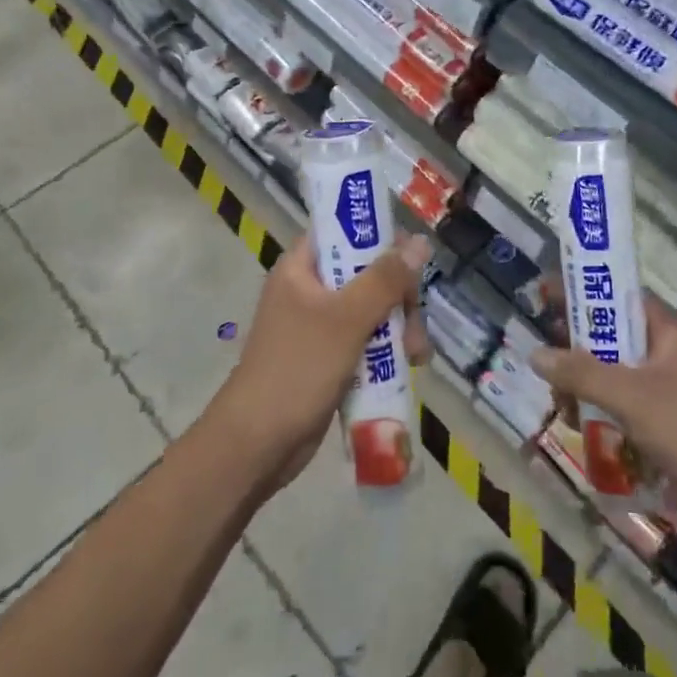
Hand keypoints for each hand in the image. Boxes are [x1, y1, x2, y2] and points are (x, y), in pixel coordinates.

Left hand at [206, 232, 431, 493]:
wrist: (258, 444)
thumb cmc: (298, 368)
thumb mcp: (347, 318)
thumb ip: (385, 279)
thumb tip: (419, 242)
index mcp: (301, 268)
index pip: (343, 232)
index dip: (379, 238)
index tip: (411, 259)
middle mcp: (309, 290)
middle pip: (366, 273)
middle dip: (399, 295)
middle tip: (416, 321)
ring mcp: (318, 325)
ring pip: (371, 309)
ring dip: (400, 326)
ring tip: (417, 356)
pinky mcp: (328, 357)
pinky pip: (366, 340)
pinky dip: (387, 349)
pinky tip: (409, 367)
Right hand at [532, 294, 676, 531]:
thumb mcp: (630, 396)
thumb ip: (581, 373)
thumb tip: (535, 354)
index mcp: (669, 333)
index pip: (621, 297)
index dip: (584, 292)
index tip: (545, 293)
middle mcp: (668, 355)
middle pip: (613, 336)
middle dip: (577, 346)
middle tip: (545, 356)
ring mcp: (668, 391)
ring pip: (614, 374)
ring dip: (585, 384)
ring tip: (560, 402)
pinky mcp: (665, 425)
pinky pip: (623, 405)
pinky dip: (600, 410)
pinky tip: (580, 427)